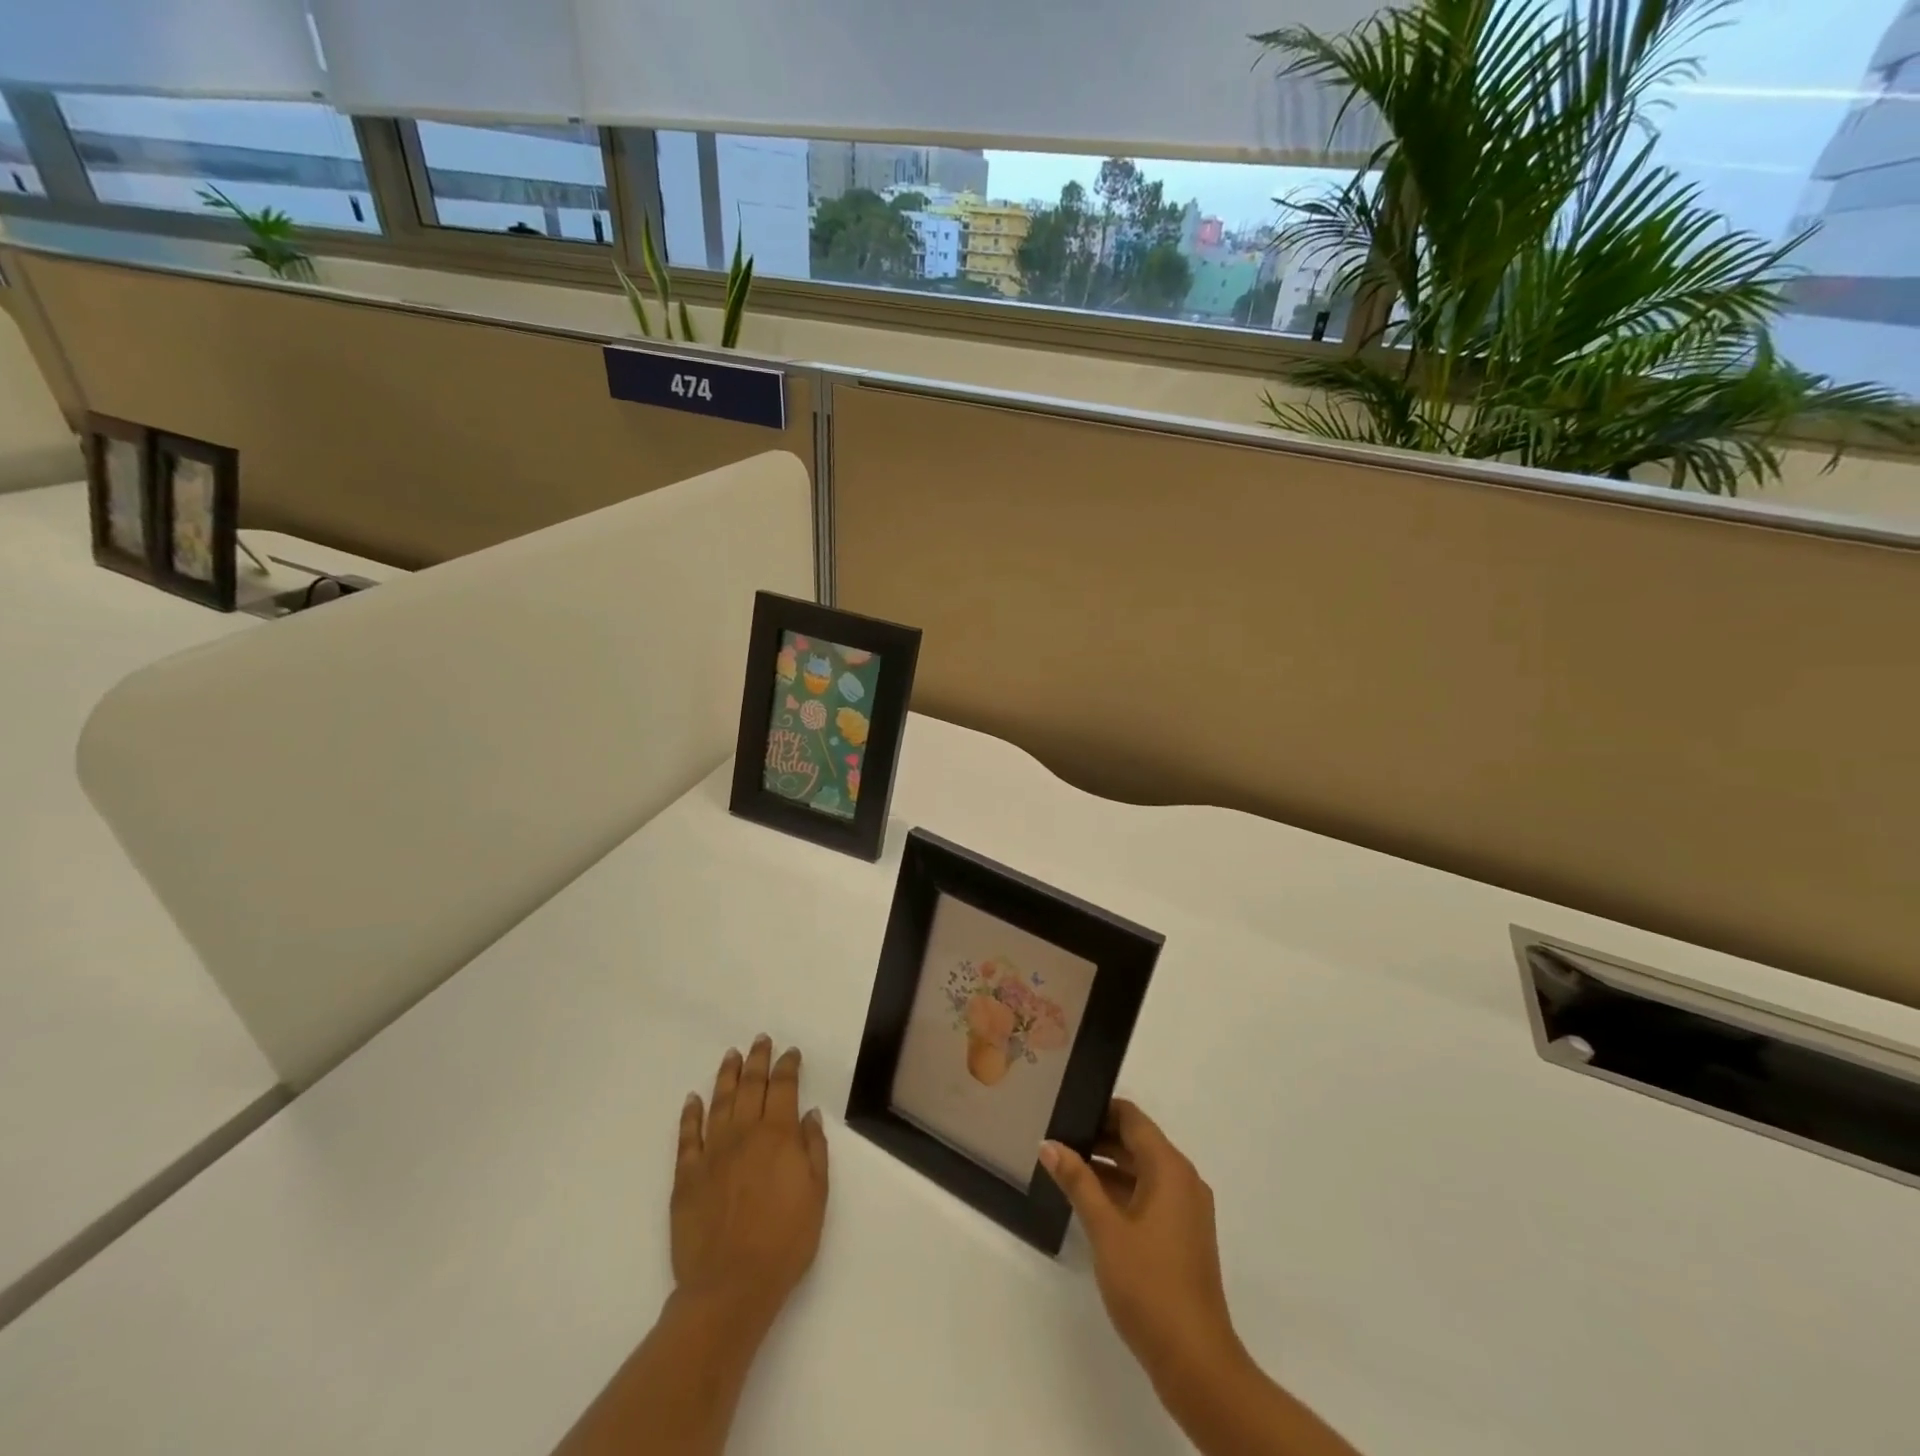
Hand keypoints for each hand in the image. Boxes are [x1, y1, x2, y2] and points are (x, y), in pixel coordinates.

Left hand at [672, 1036, 829, 1332]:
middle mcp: (744, 1134)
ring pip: (719, 1102)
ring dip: (726, 1076)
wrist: (730, 1287)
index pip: (783, 1088)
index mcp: (778, 1136)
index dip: (787, 1066)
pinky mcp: (686, 1176)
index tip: (790, 1052)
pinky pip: (687, 1136)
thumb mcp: (817, 1195)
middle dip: (757, 1060)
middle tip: (760, 1040)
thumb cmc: (784, 1242)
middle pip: (750, 1086)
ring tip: (731, 1055)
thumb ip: (813, 1149)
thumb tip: (808, 1114)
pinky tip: (693, 1099)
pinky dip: (690, 1114)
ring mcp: (712, 1153)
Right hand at [1040, 1100, 1241, 1385]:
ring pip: (1142, 1171)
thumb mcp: (1105, 1229)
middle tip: (1056, 1137)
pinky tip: (1089, 1203)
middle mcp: (1183, 1181)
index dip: (1099, 1109)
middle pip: (1137, 1142)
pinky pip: (1149, 1196)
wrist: (1196, 1361)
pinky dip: (1121, 1192)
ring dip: (1107, 1167)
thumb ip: (1077, 1182)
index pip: (1132, 1118)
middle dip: (1098, 1139)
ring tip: (1065, 1167)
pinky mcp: (1182, 1236)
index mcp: (1170, 1168)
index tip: (1065, 1109)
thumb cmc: (1149, 1285)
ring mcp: (1186, 1211)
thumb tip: (1049, 1144)